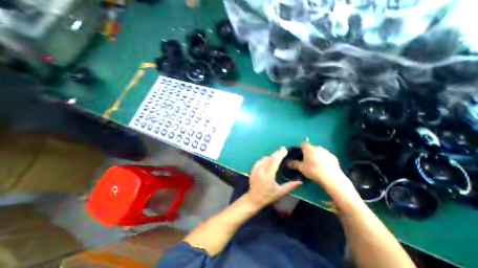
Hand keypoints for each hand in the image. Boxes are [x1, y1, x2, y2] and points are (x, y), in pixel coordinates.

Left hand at [247, 148, 301, 207]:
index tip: (284, 150)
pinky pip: (259, 161)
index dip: (280, 155)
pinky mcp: (253, 169)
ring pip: (264, 158)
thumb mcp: (280, 192)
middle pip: (269, 158)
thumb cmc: (268, 196)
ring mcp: (256, 169)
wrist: (254, 198)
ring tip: (277, 155)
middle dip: (276, 153)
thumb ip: (290, 186)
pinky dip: (265, 158)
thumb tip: (300, 181)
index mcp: (268, 175)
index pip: (274, 162)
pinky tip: (268, 159)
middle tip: (282, 149)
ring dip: (271, 156)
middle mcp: (261, 170)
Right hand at [289, 143, 352, 191]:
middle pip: (311, 147)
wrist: (331, 177)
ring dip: (316, 155)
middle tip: (305, 160)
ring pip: (318, 151)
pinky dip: (323, 159)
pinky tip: (323, 166)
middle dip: (308, 152)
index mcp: (308, 148)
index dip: (299, 148)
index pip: (302, 144)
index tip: (298, 154)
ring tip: (314, 164)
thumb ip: (294, 164)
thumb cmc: (313, 170)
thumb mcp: (301, 168)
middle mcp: (317, 147)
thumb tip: (287, 162)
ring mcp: (326, 151)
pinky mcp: (333, 157)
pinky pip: (325, 156)